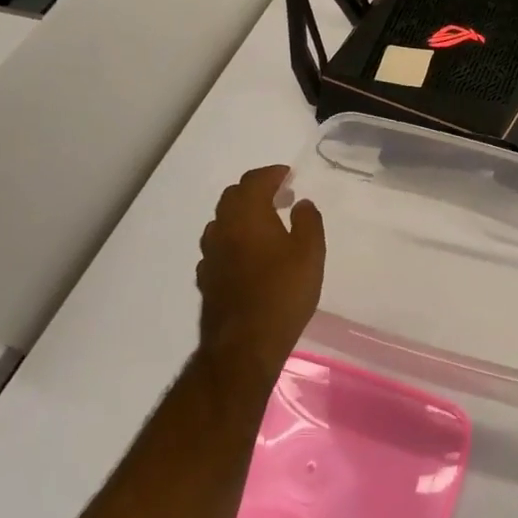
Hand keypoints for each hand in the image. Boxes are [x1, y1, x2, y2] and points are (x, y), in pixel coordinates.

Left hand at [196, 165, 324, 374]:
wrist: (245, 343)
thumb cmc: (283, 292)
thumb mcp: (310, 253)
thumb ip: (308, 222)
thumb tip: (301, 204)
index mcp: (247, 216)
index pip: (254, 181)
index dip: (272, 174)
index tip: (288, 175)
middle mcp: (222, 229)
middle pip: (232, 197)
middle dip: (255, 190)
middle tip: (279, 195)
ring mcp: (210, 255)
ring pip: (222, 222)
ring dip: (242, 215)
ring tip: (265, 224)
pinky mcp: (207, 279)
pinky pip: (218, 248)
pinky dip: (233, 241)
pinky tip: (247, 255)